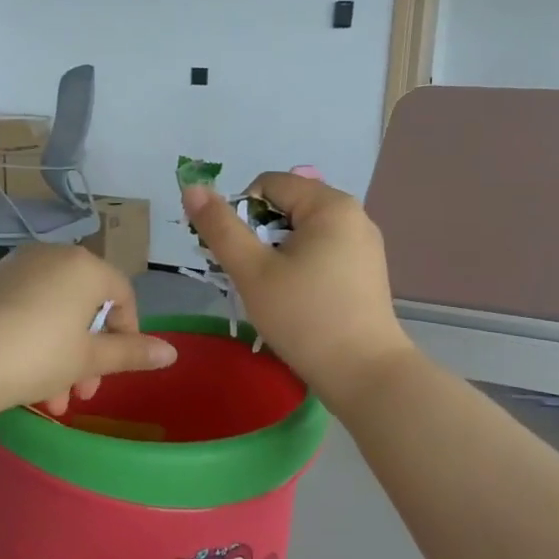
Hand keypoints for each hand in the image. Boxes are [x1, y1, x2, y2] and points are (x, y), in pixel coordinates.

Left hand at [0, 244, 177, 421]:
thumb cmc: (36, 356)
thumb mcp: (88, 359)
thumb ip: (131, 353)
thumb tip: (172, 352)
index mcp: (84, 266)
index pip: (122, 295)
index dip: (128, 334)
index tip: (117, 369)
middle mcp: (50, 256)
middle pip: (85, 307)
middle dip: (88, 356)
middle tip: (81, 393)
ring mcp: (13, 268)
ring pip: (52, 314)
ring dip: (60, 358)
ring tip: (50, 402)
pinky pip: (23, 311)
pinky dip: (31, 341)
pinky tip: (21, 381)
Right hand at [182, 173, 413, 406]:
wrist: (364, 375)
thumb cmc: (304, 317)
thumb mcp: (252, 271)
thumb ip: (220, 227)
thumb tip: (192, 187)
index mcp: (329, 205)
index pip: (268, 184)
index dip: (241, 214)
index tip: (239, 256)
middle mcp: (353, 214)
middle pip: (286, 206)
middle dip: (258, 235)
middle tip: (251, 277)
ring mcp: (363, 244)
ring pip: (302, 232)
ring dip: (276, 254)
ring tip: (272, 292)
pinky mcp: (366, 271)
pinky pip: (321, 252)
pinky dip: (299, 267)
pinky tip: (296, 300)